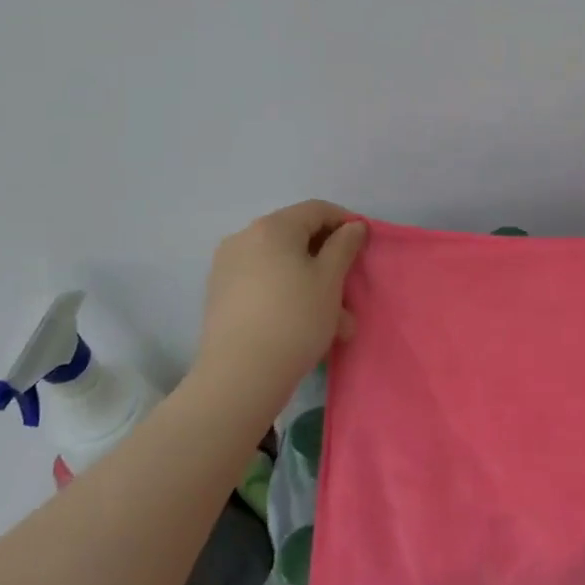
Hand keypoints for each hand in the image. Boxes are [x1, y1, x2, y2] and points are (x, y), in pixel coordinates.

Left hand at [195, 201, 366, 400]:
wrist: (240, 375)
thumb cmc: (295, 319)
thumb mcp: (330, 280)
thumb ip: (344, 246)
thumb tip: (353, 226)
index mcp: (272, 227)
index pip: (317, 210)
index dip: (346, 222)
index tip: (365, 246)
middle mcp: (244, 238)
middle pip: (297, 238)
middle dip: (329, 263)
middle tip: (351, 292)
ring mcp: (227, 267)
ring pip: (282, 266)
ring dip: (312, 286)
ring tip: (335, 324)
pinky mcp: (220, 295)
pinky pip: (264, 284)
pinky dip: (288, 296)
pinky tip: (305, 328)